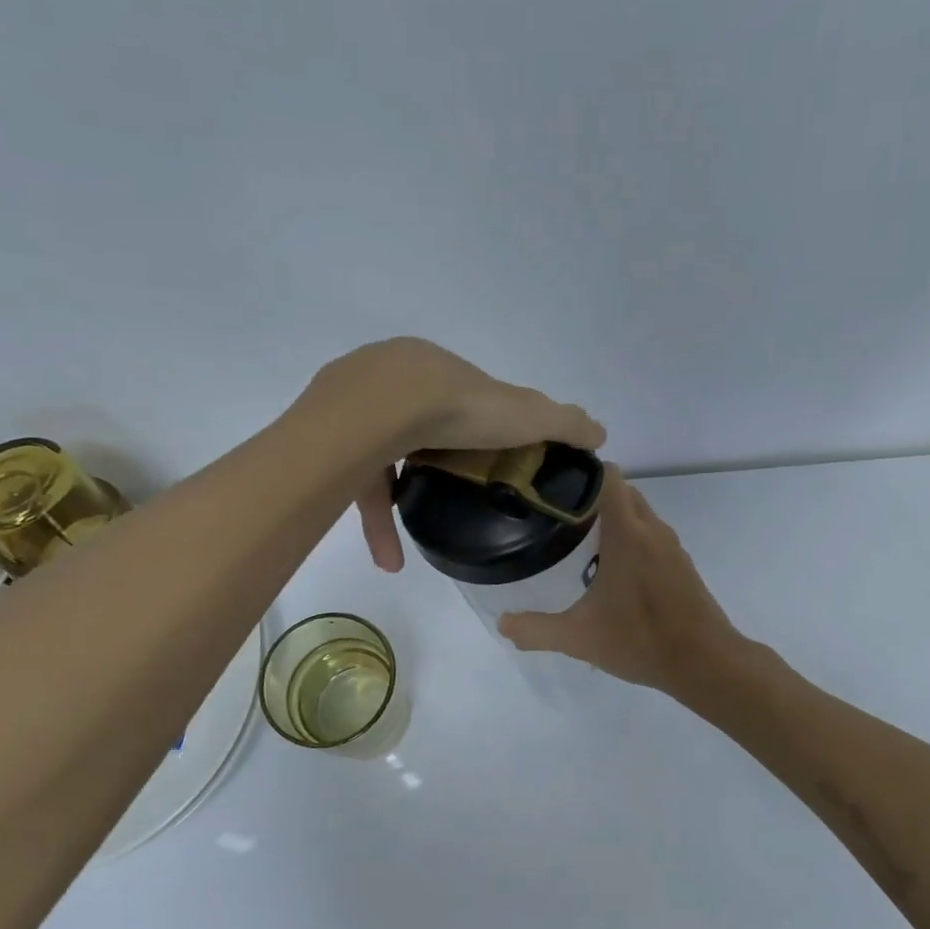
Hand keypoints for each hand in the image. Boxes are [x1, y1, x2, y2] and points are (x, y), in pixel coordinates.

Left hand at [313, 338, 604, 571]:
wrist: (378, 410)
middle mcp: (388, 380)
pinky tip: (389, 560)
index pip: (457, 399)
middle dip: (432, 465)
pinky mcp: (329, 444)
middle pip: (415, 428)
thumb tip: (601, 432)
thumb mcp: (525, 414)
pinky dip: (375, 524)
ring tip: (406, 554)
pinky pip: (356, 487)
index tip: (488, 462)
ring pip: (379, 461)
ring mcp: (352, 410)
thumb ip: (563, 422)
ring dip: (396, 509)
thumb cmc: (458, 406)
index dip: (475, 430)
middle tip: (452, 499)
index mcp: (433, 369)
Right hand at [498, 469, 740, 697]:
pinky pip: (652, 537)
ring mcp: (672, 547)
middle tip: (560, 518)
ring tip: (582, 542)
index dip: (582, 474)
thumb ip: (537, 630)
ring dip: (615, 519)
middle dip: (593, 497)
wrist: (706, 662)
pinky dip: (633, 540)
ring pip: (640, 515)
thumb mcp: (579, 638)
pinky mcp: (682, 566)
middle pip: (623, 492)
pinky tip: (614, 572)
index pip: (609, 477)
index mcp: (627, 534)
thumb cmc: (641, 640)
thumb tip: (502, 625)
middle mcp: (652, 530)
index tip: (555, 486)